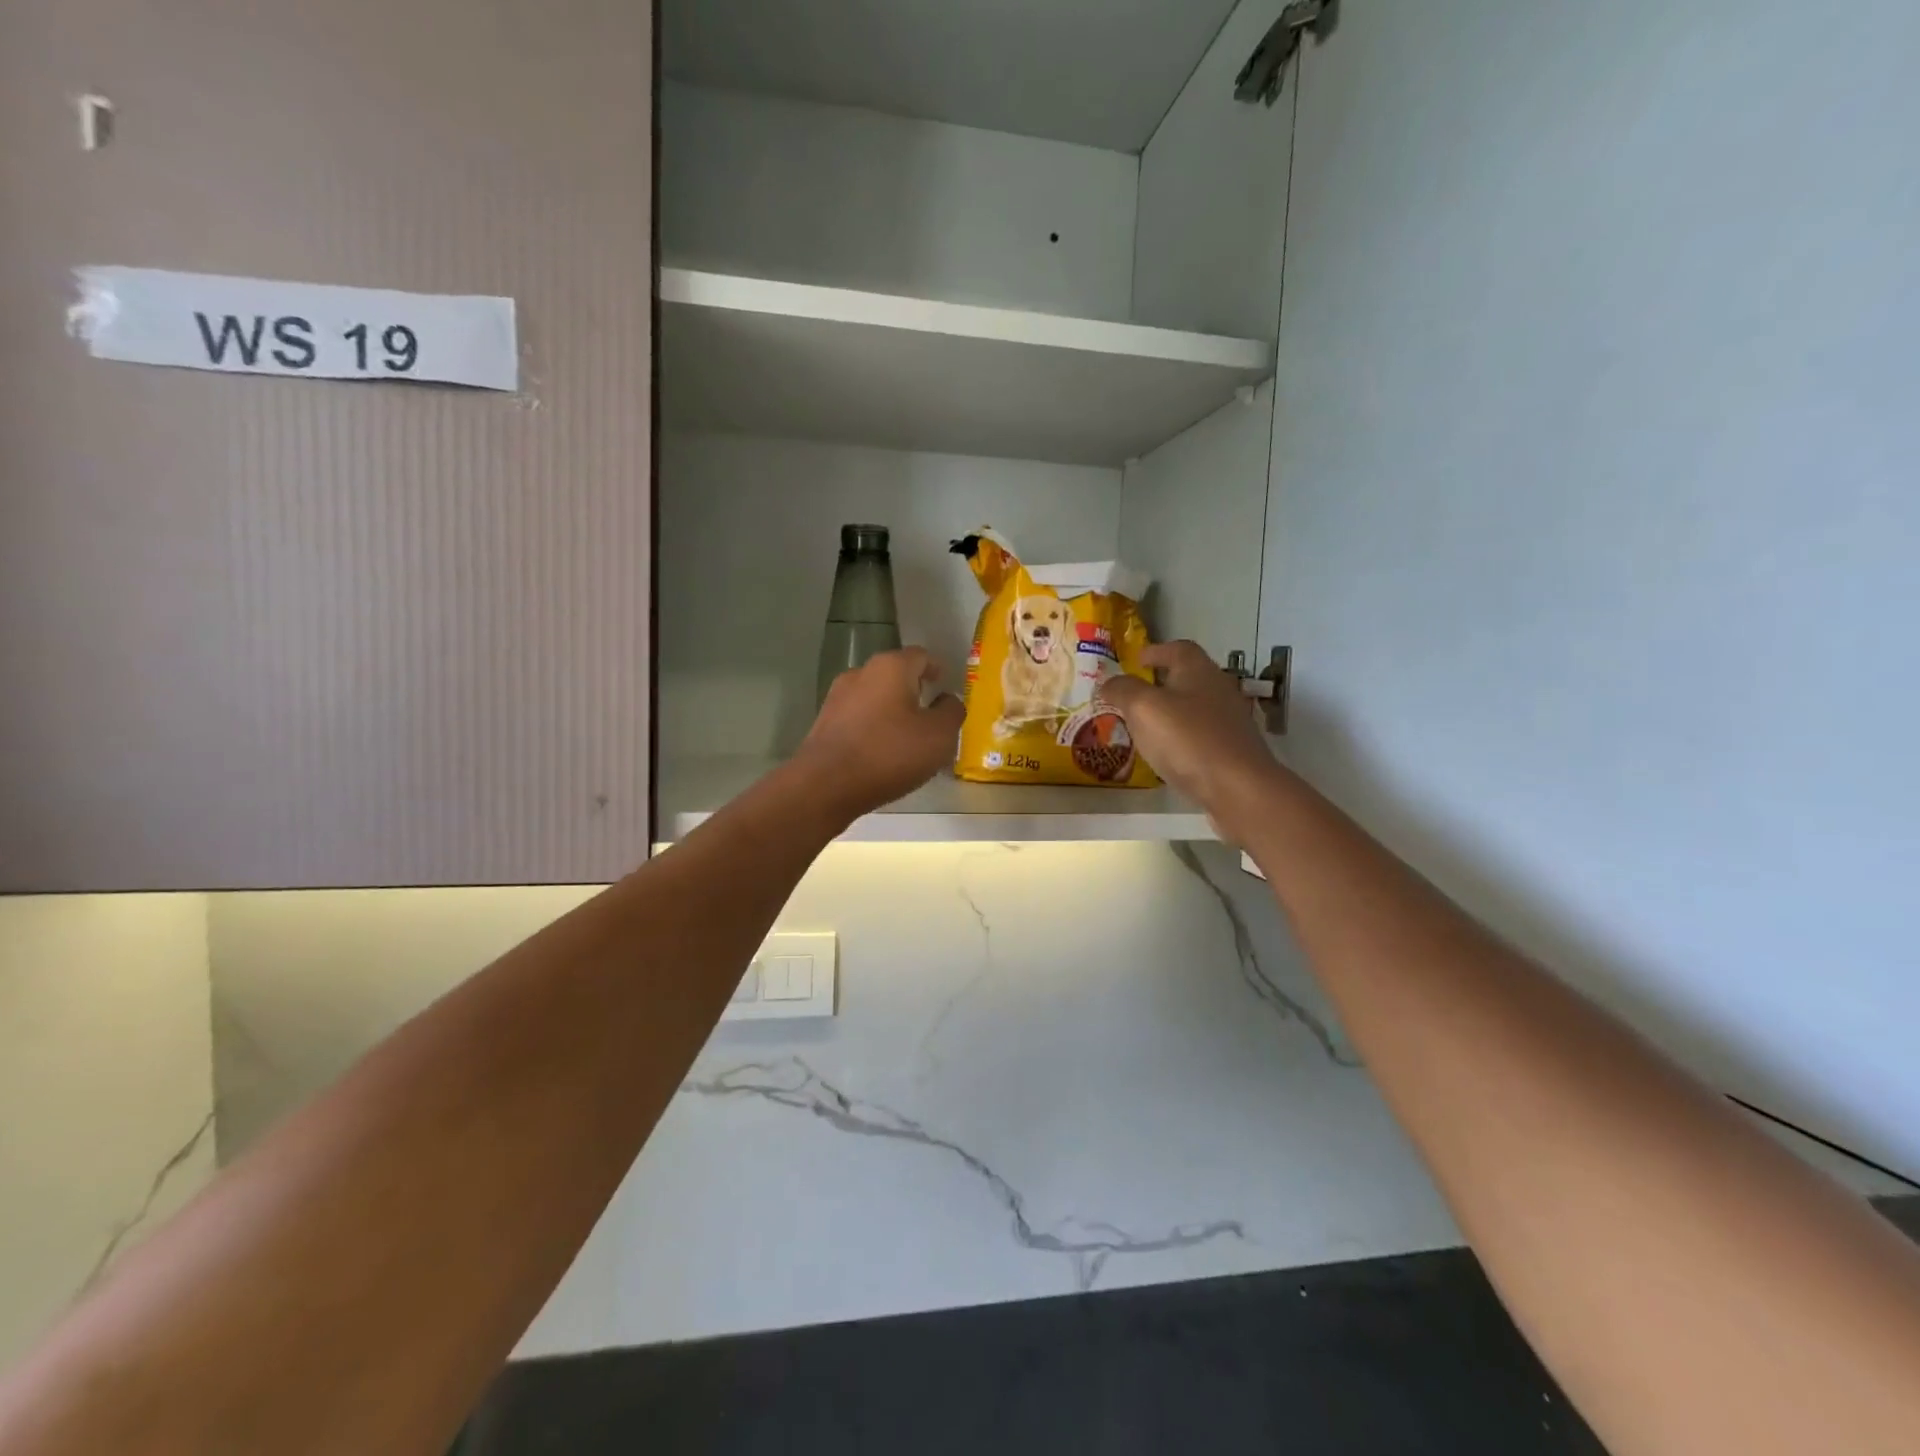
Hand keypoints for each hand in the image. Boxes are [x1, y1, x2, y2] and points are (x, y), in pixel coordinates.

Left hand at [793, 648, 966, 819]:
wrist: (826, 785)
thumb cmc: (890, 753)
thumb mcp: (939, 736)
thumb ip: (951, 712)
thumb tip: (947, 700)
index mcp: (891, 667)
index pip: (920, 656)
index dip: (936, 669)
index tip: (944, 685)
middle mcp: (861, 673)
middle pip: (894, 675)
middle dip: (913, 690)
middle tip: (930, 715)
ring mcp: (837, 697)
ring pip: (874, 697)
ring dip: (891, 711)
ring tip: (906, 738)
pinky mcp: (823, 723)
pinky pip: (857, 718)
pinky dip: (872, 728)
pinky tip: (880, 753)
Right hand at [1096, 641, 1280, 835]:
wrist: (1238, 788)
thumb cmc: (1187, 739)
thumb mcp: (1143, 708)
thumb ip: (1123, 690)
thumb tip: (1109, 682)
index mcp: (1198, 671)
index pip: (1177, 648)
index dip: (1155, 651)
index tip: (1136, 660)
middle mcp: (1218, 689)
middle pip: (1188, 677)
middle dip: (1160, 683)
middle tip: (1133, 695)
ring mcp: (1229, 721)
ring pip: (1194, 707)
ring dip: (1171, 712)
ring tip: (1144, 726)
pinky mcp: (1232, 750)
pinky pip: (1200, 735)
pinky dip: (1182, 738)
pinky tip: (1167, 753)